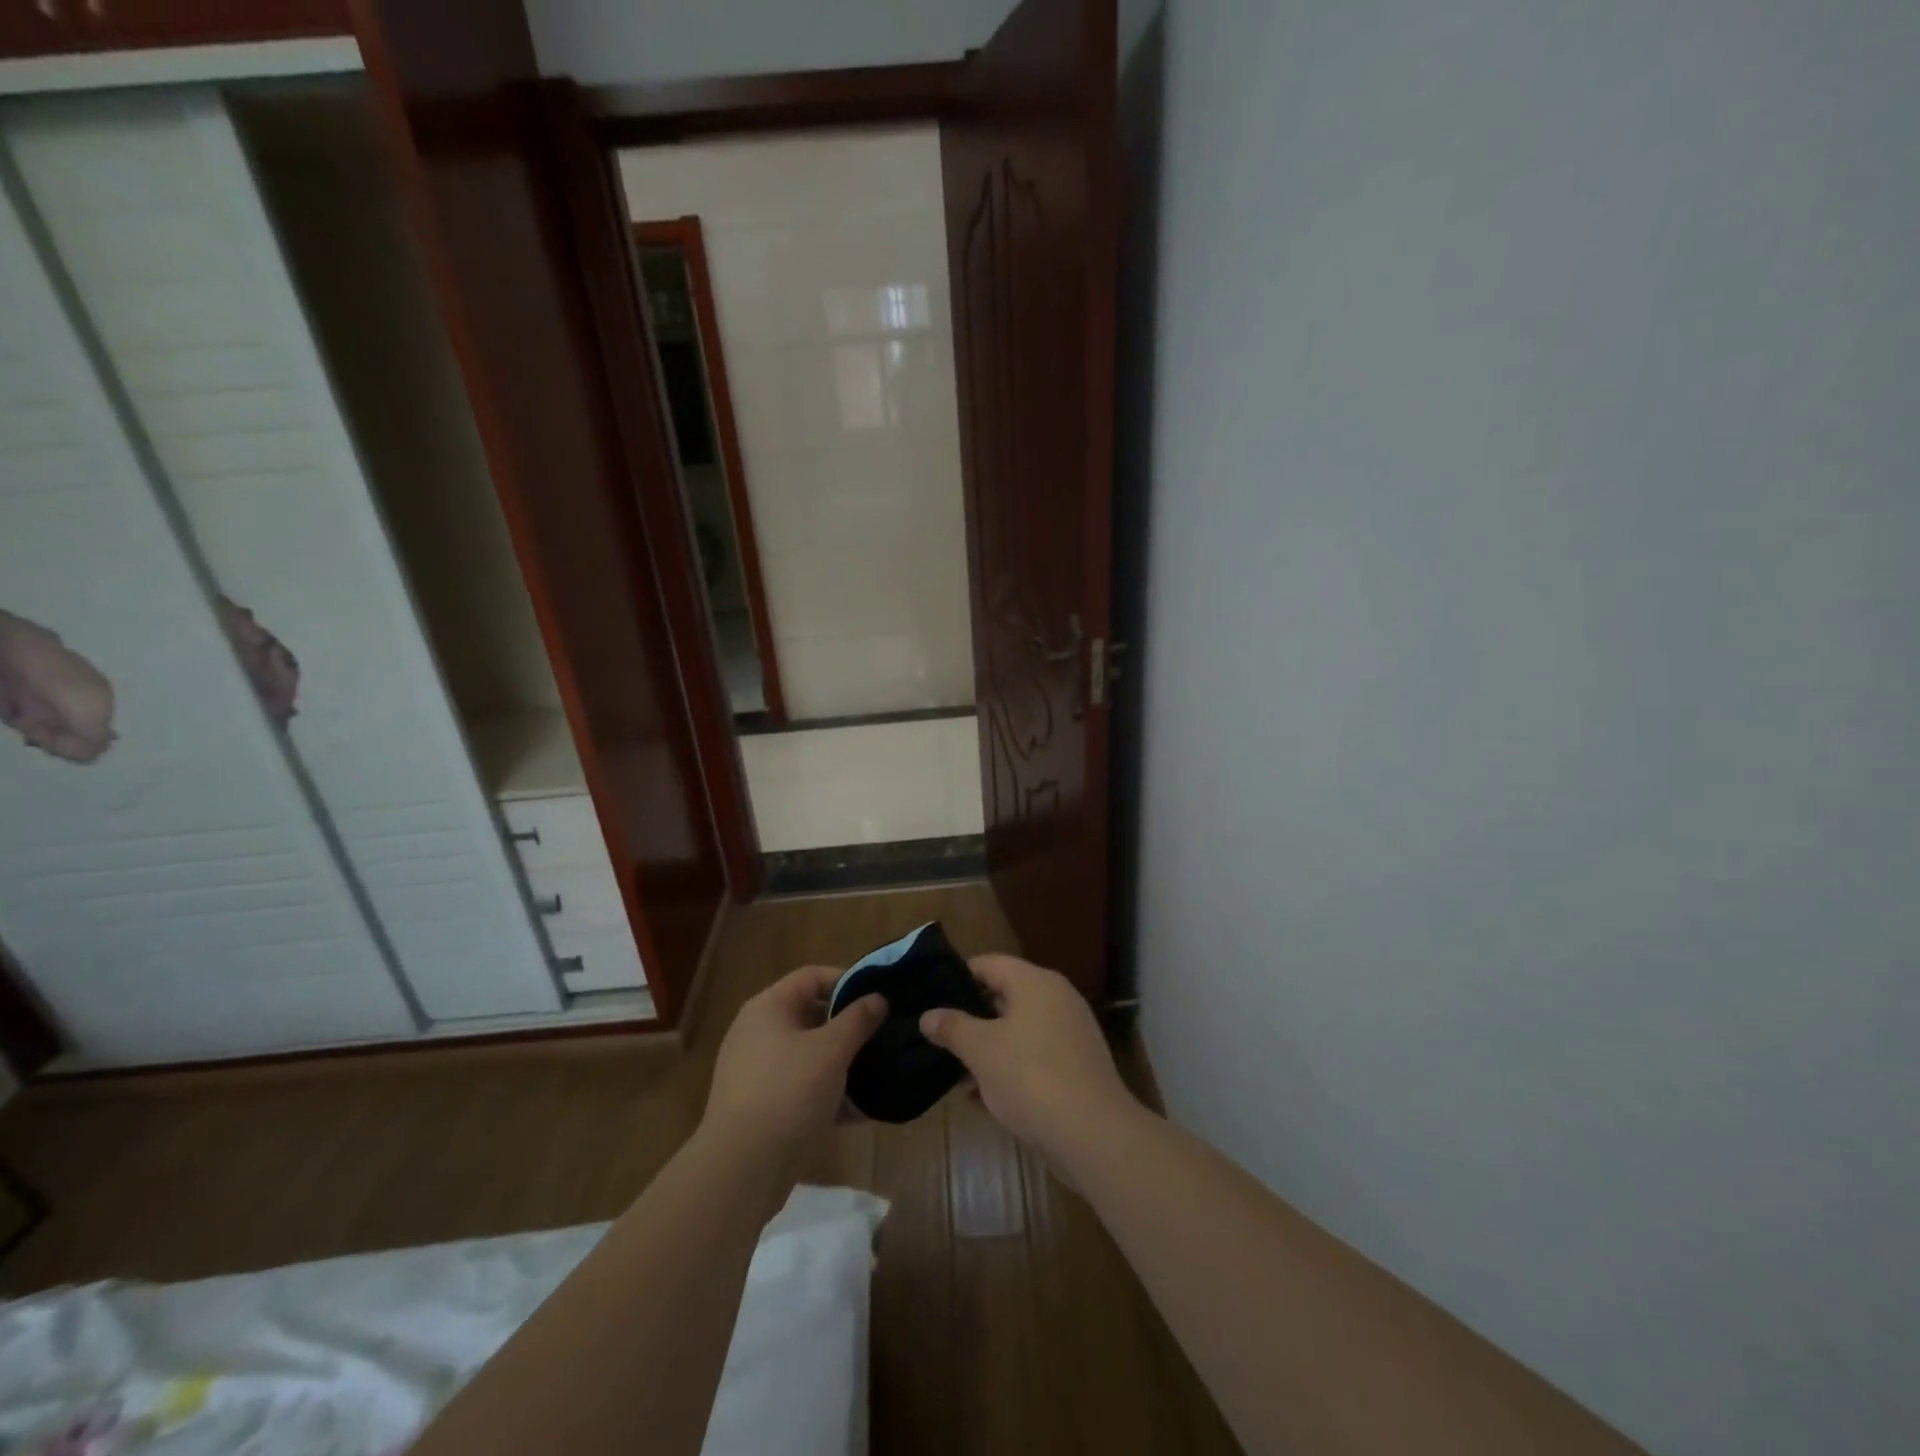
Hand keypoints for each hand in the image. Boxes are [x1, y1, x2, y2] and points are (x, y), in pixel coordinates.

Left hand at [702, 966, 885, 1156]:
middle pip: (812, 1015)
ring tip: (880, 1071)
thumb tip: (878, 998)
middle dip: (850, 1025)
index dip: (848, 980)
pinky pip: (803, 1089)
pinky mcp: (763, 1108)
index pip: (812, 976)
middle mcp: (758, 1033)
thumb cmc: (788, 1092)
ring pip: (810, 1055)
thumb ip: (858, 1019)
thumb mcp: (831, 1050)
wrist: (741, 1170)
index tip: (880, 996)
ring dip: (844, 1062)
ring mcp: (758, 1072)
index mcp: (768, 1008)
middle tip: (885, 1034)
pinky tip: (863, 1110)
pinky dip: (830, 1094)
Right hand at [920, 954, 1138, 1161]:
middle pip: (1004, 995)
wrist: (1093, 1134)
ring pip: (1018, 1029)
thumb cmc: (1030, 1077)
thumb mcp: (981, 1051)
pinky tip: (983, 1096)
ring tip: (954, 1070)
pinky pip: (1034, 1054)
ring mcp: (1070, 1031)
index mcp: (1035, 982)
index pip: (989, 963)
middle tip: (938, 1035)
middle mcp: (1056, 998)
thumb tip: (928, 1015)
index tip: (931, 997)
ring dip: (988, 1047)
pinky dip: (1010, 1066)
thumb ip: (953, 1027)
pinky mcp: (1077, 1064)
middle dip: (971, 1017)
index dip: (958, 977)